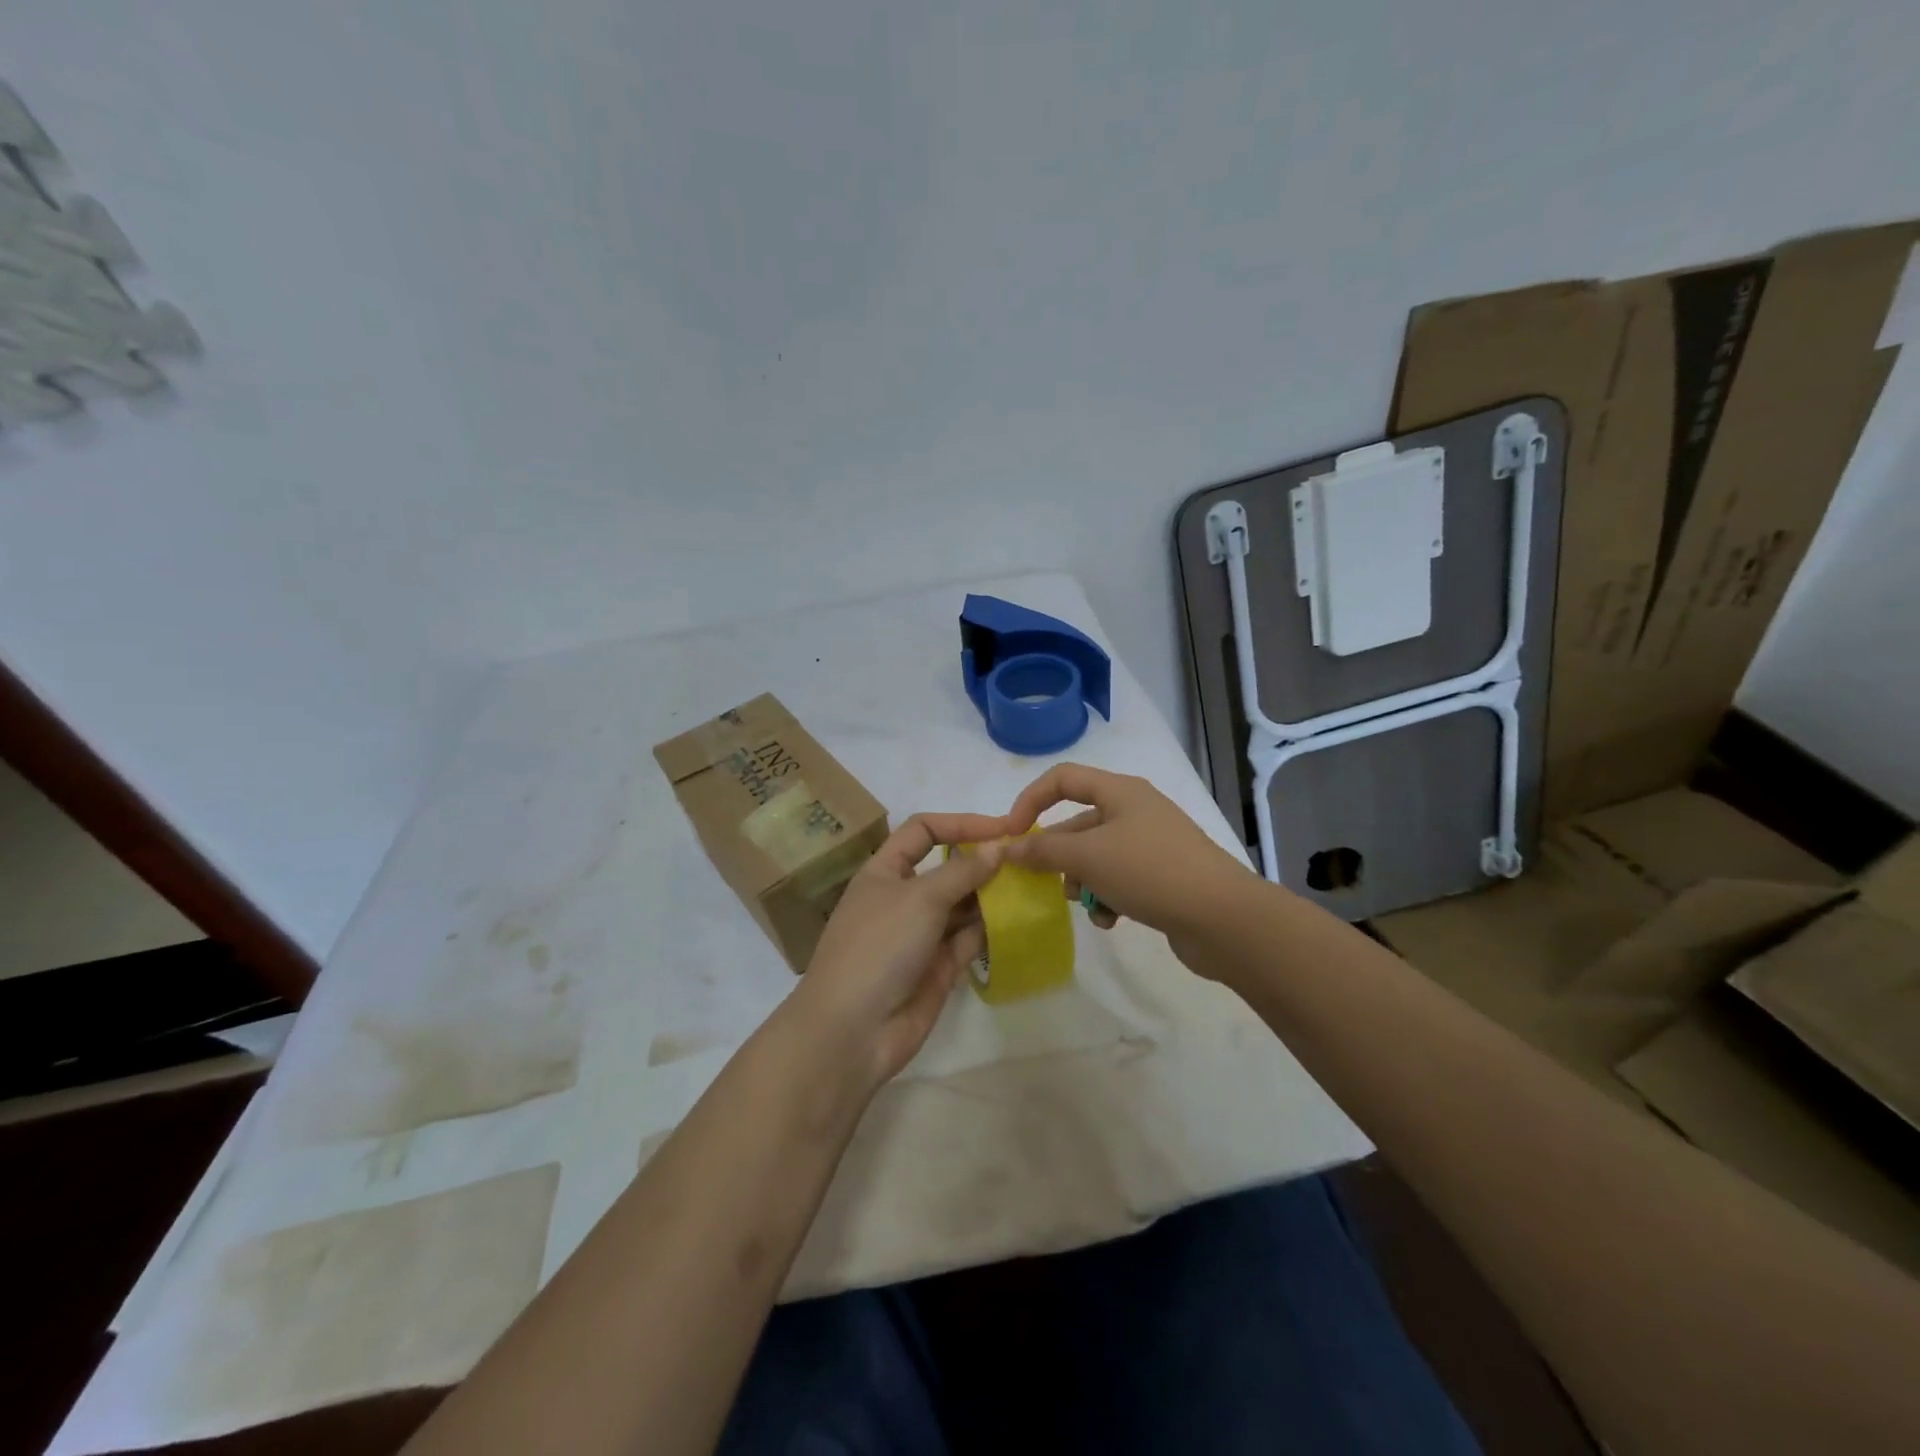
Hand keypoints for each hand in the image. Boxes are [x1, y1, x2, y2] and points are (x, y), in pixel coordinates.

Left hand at [788, 813, 1007, 1090]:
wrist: (852, 1030)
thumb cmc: (879, 946)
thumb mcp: (920, 897)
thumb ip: (963, 871)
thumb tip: (998, 846)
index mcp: (884, 871)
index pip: (924, 831)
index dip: (961, 824)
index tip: (1003, 829)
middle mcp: (902, 898)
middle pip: (948, 869)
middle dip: (983, 862)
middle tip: (1027, 860)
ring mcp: (920, 934)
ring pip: (962, 905)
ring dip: (992, 895)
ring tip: (1032, 887)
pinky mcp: (938, 967)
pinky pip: (969, 939)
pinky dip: (991, 929)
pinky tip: (1019, 921)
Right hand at [1001, 764, 1255, 962]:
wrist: (1223, 918)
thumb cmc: (1150, 871)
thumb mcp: (1089, 858)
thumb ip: (1043, 851)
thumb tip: (1008, 848)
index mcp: (1120, 792)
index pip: (1062, 778)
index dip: (1030, 800)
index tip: (1011, 834)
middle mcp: (1135, 811)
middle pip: (1078, 823)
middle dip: (1057, 854)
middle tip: (1042, 882)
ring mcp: (1150, 844)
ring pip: (1096, 856)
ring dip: (1082, 881)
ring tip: (1086, 904)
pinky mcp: (1162, 876)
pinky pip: (1119, 879)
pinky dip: (1108, 897)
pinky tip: (1110, 920)